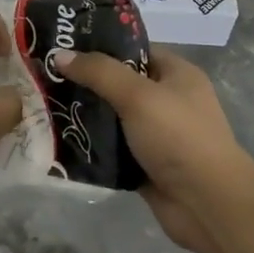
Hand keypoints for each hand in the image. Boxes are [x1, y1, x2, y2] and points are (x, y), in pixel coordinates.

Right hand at [53, 46, 253, 252]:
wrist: (208, 205)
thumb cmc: (179, 138)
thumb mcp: (138, 96)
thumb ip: (99, 73)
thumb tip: (59, 55)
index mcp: (176, 74)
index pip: (134, 51)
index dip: (101, 47)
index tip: (63, 47)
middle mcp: (168, 101)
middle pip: (120, 84)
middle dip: (86, 83)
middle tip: (45, 78)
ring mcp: (157, 135)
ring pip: (113, 119)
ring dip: (85, 116)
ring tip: (44, 107)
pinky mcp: (145, 165)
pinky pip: (112, 149)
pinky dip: (92, 147)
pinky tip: (60, 141)